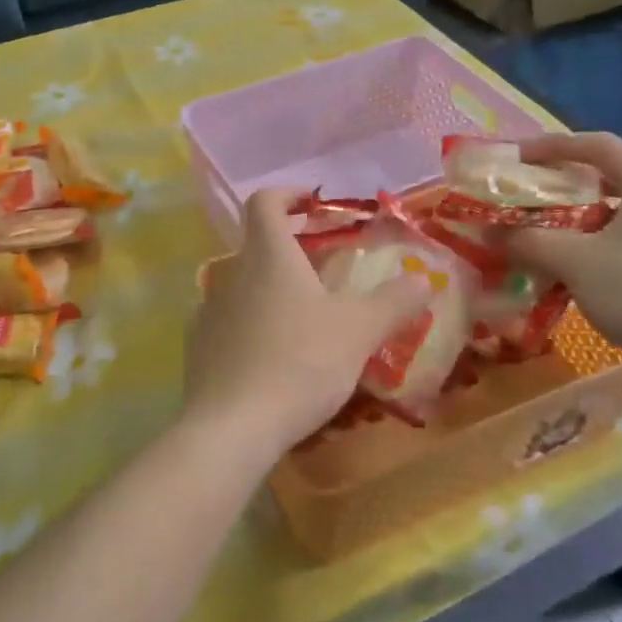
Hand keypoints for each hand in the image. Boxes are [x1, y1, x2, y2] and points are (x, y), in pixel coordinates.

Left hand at [181, 189, 430, 468]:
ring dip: (271, 289)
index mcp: (268, 257)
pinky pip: (228, 321)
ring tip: (304, 317)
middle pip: (257, 245)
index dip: (288, 194)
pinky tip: (273, 355)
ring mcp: (209, 311)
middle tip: (325, 268)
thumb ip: (393, 301)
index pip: (264, 202)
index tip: (314, 203)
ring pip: (243, 285)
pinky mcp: (198, 347)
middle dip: (291, 249)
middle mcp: (232, 274)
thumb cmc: (299, 363)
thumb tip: (423, 278)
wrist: (232, 427)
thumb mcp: (358, 331)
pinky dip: (252, 324)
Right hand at [502, 133, 621, 377]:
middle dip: (559, 185)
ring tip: (535, 233)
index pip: (597, 145)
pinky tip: (564, 269)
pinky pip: (621, 242)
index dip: (551, 146)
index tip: (514, 158)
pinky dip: (588, 246)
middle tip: (522, 195)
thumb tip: (486, 232)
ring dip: (570, 220)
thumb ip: (527, 239)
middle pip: (605, 177)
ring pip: (611, 213)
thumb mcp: (573, 260)